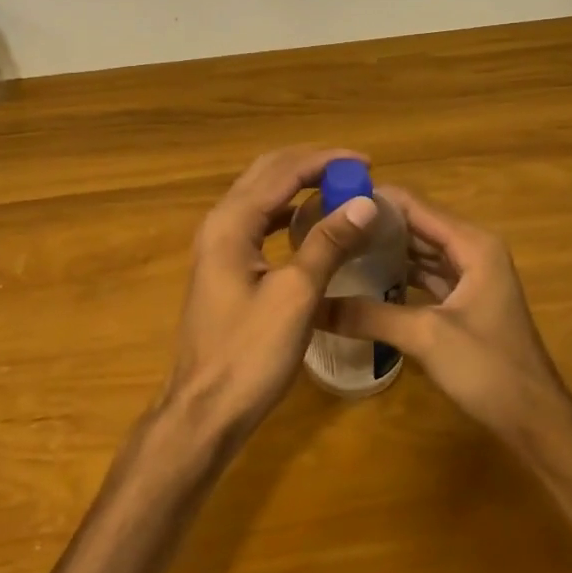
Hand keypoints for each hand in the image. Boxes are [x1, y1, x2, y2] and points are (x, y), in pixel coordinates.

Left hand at [163, 146, 380, 439]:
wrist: (205, 410)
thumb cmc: (250, 355)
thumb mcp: (296, 296)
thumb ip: (327, 244)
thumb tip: (365, 203)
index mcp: (231, 223)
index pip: (282, 171)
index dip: (324, 161)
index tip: (366, 163)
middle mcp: (219, 224)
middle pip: (266, 174)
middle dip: (310, 165)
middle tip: (355, 171)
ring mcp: (218, 246)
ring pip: (261, 197)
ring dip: (298, 186)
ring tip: (340, 190)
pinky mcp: (224, 267)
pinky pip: (258, 223)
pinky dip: (287, 213)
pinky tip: (311, 224)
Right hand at [317, 186, 568, 439]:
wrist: (535, 419)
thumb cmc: (488, 368)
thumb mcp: (424, 336)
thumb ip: (369, 314)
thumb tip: (312, 304)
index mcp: (472, 243)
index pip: (414, 205)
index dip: (373, 200)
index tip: (329, 201)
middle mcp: (473, 249)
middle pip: (416, 224)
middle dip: (374, 224)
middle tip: (325, 225)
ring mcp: (471, 275)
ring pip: (420, 251)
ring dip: (384, 249)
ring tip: (338, 247)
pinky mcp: (465, 300)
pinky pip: (426, 275)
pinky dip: (398, 275)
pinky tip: (364, 280)